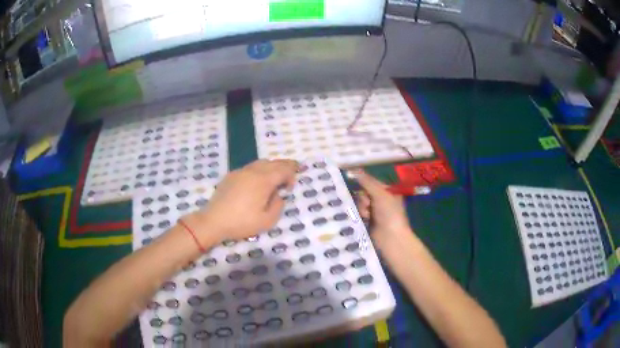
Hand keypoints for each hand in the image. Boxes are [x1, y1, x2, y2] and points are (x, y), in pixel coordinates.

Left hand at [189, 159, 297, 244]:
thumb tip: (278, 196)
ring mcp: (240, 172)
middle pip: (273, 162)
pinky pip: (250, 167)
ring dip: (271, 166)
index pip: (283, 170)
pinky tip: (257, 180)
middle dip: (285, 165)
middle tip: (293, 168)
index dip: (291, 174)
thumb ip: (278, 206)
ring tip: (276, 174)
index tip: (291, 186)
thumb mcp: (267, 221)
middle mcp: (253, 171)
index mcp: (263, 180)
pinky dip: (259, 169)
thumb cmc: (242, 222)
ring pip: (260, 163)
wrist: (214, 221)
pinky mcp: (231, 176)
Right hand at [352, 169, 413, 249]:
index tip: (351, 179)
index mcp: (387, 191)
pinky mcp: (368, 221)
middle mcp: (381, 199)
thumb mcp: (380, 194)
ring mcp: (374, 211)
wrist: (391, 238)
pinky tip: (363, 219)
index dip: (362, 181)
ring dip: (361, 208)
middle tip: (369, 205)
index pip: (370, 181)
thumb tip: (352, 170)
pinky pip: (358, 213)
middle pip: (363, 192)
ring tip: (367, 216)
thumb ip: (366, 182)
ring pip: (359, 203)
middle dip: (363, 198)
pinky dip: (359, 215)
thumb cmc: (390, 213)